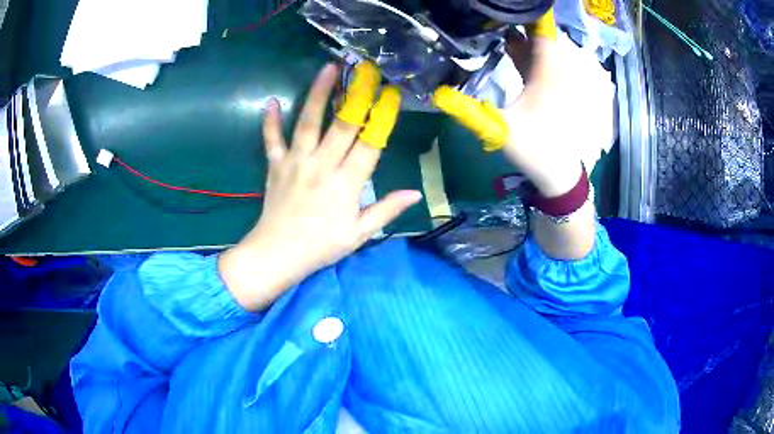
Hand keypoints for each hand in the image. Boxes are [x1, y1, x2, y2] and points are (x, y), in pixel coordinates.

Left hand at [220, 63, 422, 310]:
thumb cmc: (321, 246)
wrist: (277, 254)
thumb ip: (387, 210)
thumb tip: (416, 194)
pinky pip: (272, 140)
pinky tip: (272, 102)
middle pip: (342, 124)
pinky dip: (270, 122)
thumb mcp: (359, 234)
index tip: (392, 94)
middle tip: (367, 70)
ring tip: (327, 69)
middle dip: (357, 94)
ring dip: (318, 94)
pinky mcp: (275, 165)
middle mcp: (321, 165)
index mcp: (346, 183)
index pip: (370, 144)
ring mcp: (295, 162)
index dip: (383, 117)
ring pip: (308, 122)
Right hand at [433, 9, 586, 197]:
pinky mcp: (550, 89)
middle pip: (539, 35)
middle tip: (491, 12)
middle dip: (518, 21)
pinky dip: (524, 50)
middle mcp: (553, 72)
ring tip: (494, 22)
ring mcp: (553, 80)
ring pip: (539, 47)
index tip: (506, 5)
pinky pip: (538, 60)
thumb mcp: (500, 130)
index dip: (528, 15)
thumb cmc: (536, 150)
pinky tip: (507, 45)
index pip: (541, 33)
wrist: (559, 173)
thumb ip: (469, 111)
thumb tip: (437, 95)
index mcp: (546, 74)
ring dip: (520, 34)